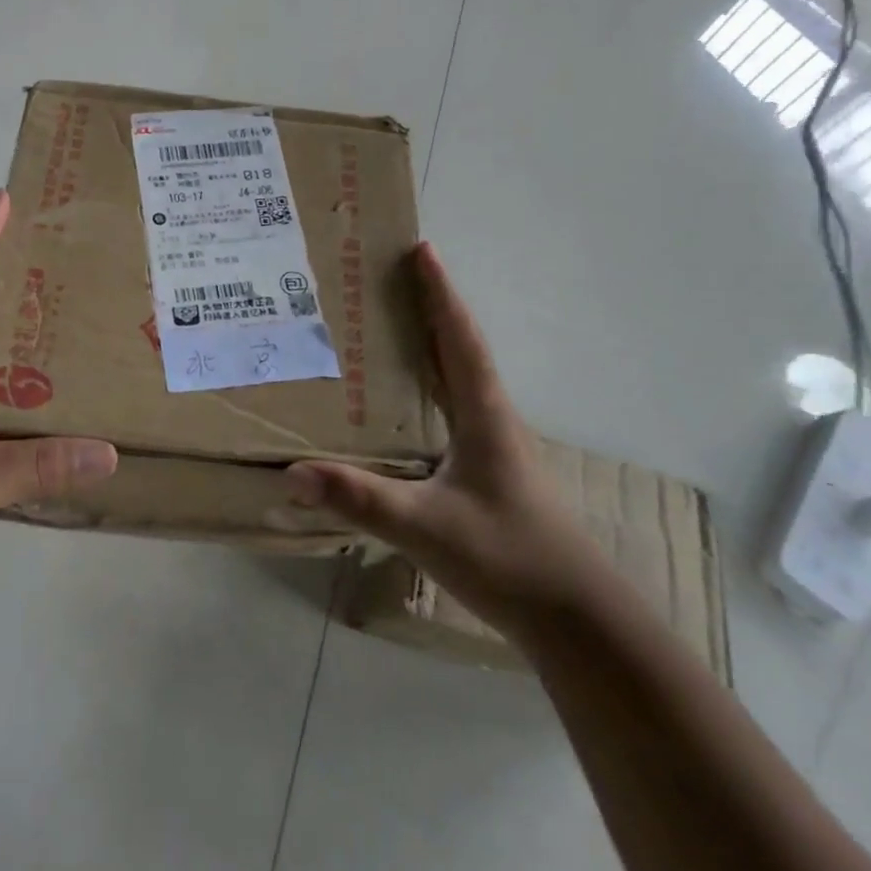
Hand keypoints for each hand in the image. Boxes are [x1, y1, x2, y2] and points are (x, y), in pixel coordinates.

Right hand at [287, 243, 609, 636]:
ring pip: (459, 380)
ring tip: (388, 327)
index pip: (460, 340)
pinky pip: (453, 410)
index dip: (440, 294)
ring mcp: (494, 447)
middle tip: (391, 278)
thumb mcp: (427, 528)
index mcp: (485, 417)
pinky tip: (403, 404)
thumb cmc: (509, 560)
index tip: (421, 250)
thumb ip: (361, 500)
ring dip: (431, 345)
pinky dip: (430, 387)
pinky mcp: (488, 473)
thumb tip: (294, 472)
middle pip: (459, 349)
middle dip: (429, 308)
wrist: (576, 619)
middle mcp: (492, 421)